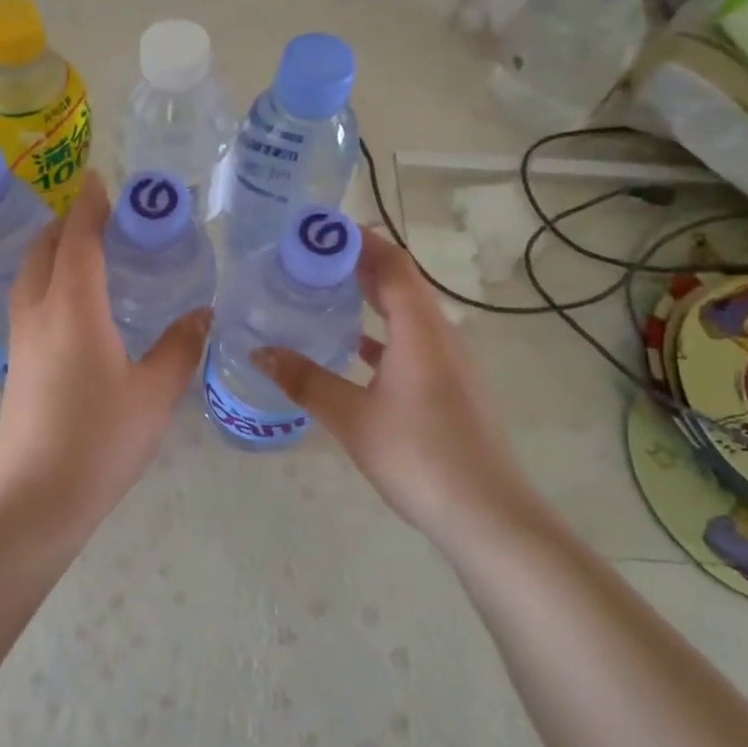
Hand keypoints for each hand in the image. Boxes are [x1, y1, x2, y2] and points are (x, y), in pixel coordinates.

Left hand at [0, 172, 210, 545]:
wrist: (35, 499)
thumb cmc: (100, 441)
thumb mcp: (154, 393)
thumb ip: (180, 347)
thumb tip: (202, 314)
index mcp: (74, 309)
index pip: (78, 241)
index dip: (89, 207)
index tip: (100, 180)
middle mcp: (40, 314)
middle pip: (43, 250)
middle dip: (65, 223)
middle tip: (97, 214)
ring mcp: (22, 341)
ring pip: (30, 276)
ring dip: (51, 251)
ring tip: (83, 250)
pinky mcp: (16, 365)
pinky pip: (28, 302)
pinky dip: (46, 281)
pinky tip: (71, 303)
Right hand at [252, 231, 541, 544]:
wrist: (487, 516)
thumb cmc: (419, 457)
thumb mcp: (353, 418)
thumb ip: (306, 381)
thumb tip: (259, 352)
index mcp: (421, 331)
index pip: (392, 264)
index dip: (358, 241)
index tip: (318, 231)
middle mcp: (441, 335)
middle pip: (401, 283)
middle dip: (358, 265)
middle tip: (309, 259)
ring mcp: (451, 362)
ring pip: (408, 313)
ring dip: (371, 298)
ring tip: (324, 293)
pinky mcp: (451, 386)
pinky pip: (412, 341)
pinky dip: (382, 332)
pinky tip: (353, 348)